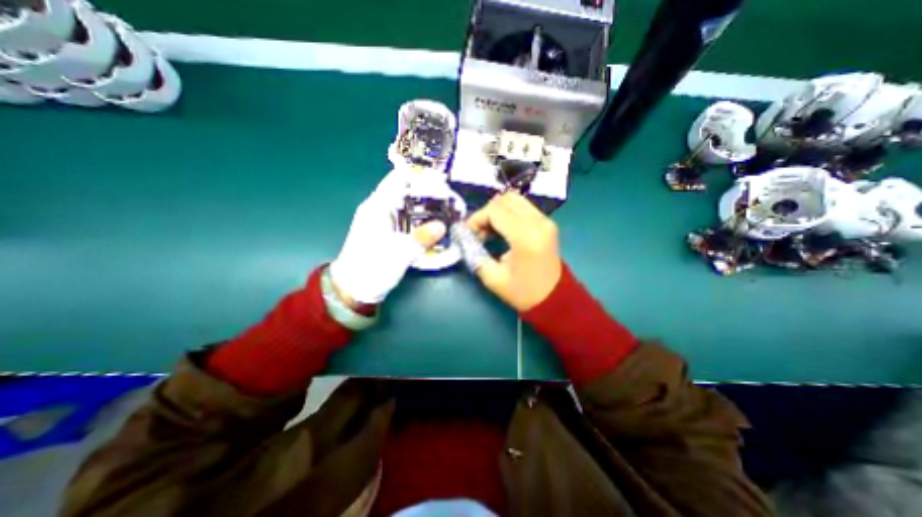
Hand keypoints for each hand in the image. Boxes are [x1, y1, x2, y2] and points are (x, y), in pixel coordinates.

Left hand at [332, 171, 446, 305]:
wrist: (353, 289)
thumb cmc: (372, 268)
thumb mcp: (399, 254)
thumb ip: (421, 238)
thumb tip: (442, 226)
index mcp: (377, 206)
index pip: (398, 178)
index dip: (419, 174)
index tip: (440, 178)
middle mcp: (378, 208)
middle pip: (404, 189)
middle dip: (426, 190)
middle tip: (448, 196)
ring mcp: (381, 219)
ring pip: (405, 203)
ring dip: (423, 204)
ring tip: (445, 207)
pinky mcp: (385, 230)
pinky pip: (404, 216)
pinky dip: (418, 216)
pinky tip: (431, 222)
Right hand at [468, 191, 560, 308]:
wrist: (554, 298)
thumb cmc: (523, 292)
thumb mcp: (493, 279)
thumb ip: (475, 255)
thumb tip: (465, 238)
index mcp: (526, 237)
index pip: (495, 211)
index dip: (476, 218)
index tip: (468, 232)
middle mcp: (538, 222)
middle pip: (504, 200)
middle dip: (485, 213)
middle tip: (477, 231)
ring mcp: (545, 220)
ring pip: (514, 199)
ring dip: (496, 211)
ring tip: (488, 230)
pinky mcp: (546, 222)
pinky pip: (522, 206)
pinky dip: (507, 213)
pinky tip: (501, 229)